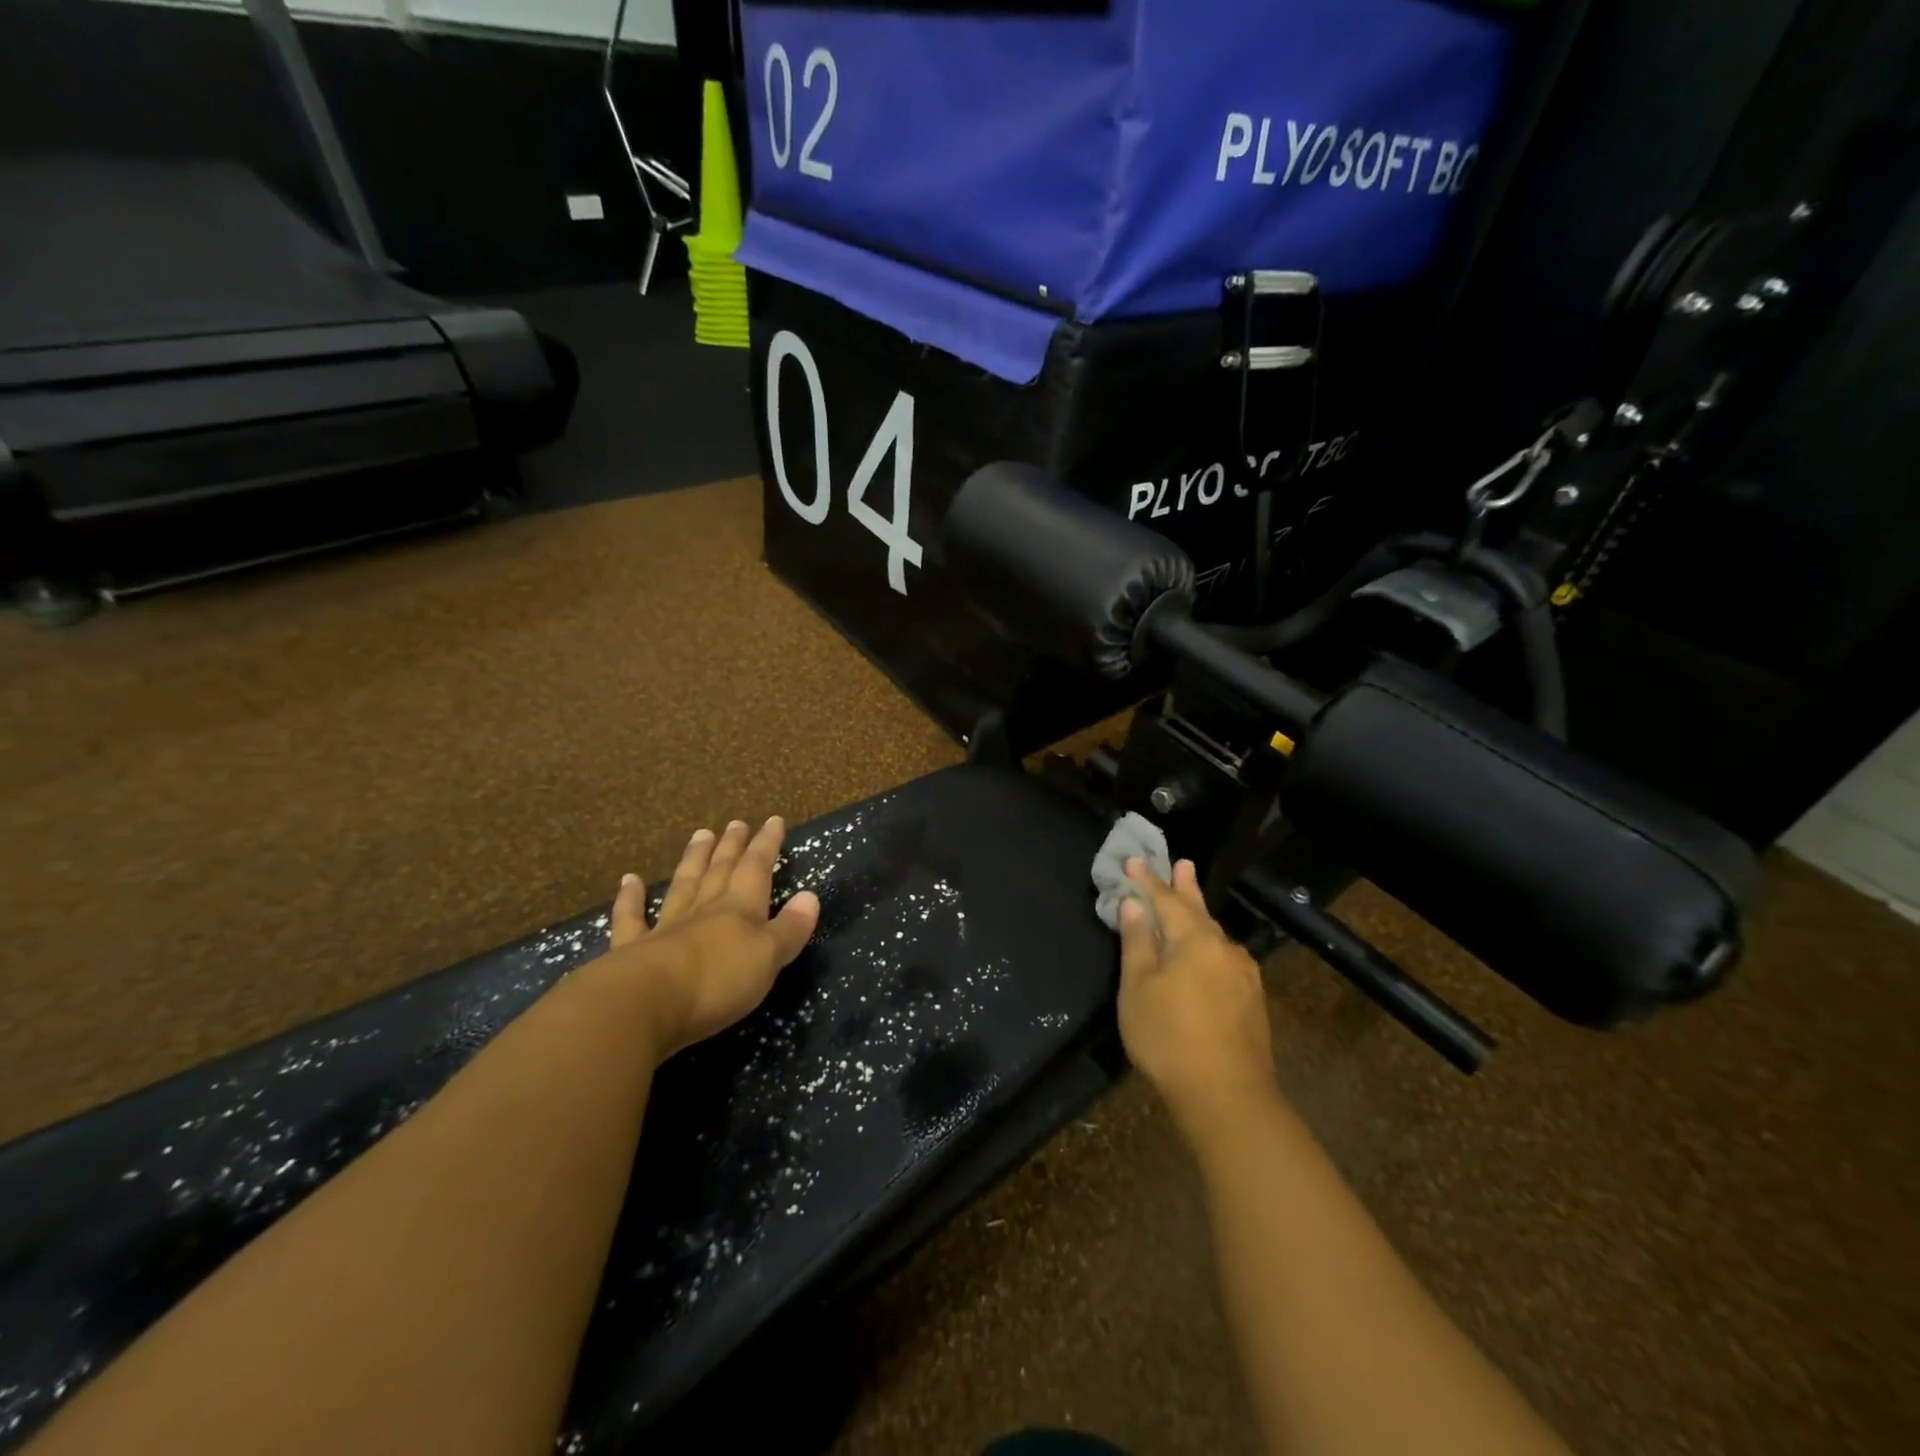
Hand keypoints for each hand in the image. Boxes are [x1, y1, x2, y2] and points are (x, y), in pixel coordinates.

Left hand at [600, 816, 820, 1060]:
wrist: (645, 1004)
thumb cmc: (718, 981)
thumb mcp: (768, 957)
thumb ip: (790, 928)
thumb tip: (810, 896)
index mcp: (740, 909)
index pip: (757, 868)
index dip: (767, 844)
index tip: (774, 820)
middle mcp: (704, 909)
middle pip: (720, 870)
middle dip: (731, 846)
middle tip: (735, 823)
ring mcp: (666, 927)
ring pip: (684, 885)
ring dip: (693, 860)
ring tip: (701, 835)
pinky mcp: (632, 950)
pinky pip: (632, 918)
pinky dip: (630, 898)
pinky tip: (629, 880)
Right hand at [1116, 858, 1277, 1138]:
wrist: (1227, 1096)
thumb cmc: (1169, 1037)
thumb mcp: (1139, 987)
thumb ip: (1137, 943)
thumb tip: (1134, 905)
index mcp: (1194, 940)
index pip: (1166, 900)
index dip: (1148, 882)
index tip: (1134, 861)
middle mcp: (1224, 949)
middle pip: (1199, 911)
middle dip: (1186, 888)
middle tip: (1182, 864)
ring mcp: (1243, 976)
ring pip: (1214, 936)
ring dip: (1199, 916)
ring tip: (1191, 901)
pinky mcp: (1251, 1001)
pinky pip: (1224, 958)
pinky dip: (1208, 945)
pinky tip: (1207, 953)